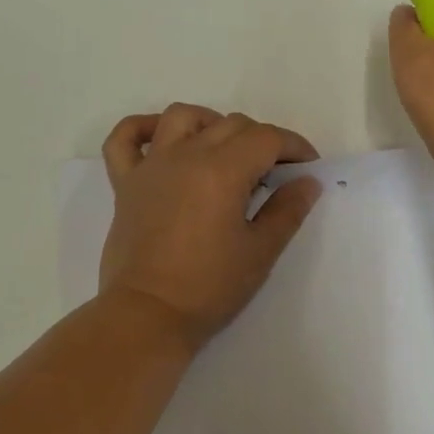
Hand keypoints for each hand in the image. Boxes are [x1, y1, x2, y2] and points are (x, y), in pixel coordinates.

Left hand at [98, 104, 322, 349]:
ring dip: (211, 123)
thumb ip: (287, 210)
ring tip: (225, 151)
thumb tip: (307, 181)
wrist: (148, 316)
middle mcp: (186, 156)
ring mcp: (152, 166)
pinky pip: (125, 138)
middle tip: (274, 174)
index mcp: (222, 170)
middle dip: (262, 141)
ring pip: (182, 117)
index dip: (294, 147)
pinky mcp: (125, 183)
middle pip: (231, 125)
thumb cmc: (209, 287)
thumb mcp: (260, 252)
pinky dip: (143, 128)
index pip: (267, 138)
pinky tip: (162, 138)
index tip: (307, 168)